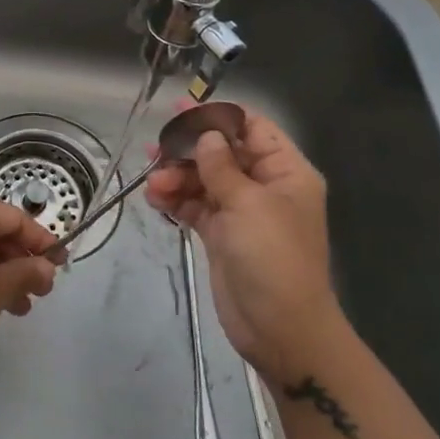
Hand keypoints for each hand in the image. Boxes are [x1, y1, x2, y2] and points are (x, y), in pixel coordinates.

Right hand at [144, 108, 340, 368]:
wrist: (280, 329)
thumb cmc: (273, 258)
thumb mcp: (248, 204)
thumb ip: (222, 166)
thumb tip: (207, 135)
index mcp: (285, 171)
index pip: (252, 129)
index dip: (218, 117)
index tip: (181, 109)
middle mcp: (264, 186)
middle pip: (222, 153)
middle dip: (189, 151)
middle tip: (156, 149)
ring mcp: (241, 211)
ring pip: (203, 179)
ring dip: (177, 177)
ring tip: (154, 185)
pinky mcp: (221, 234)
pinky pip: (195, 205)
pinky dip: (175, 200)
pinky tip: (155, 199)